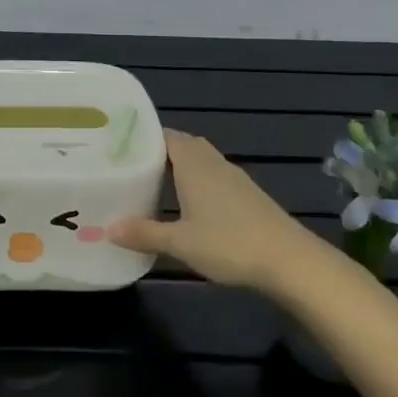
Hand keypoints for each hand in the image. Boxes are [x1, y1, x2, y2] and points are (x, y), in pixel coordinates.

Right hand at [111, 130, 325, 292]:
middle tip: (132, 164)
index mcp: (194, 165)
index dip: (144, 137)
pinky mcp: (248, 195)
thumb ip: (144, 233)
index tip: (119, 144)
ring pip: (201, 160)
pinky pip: (214, 176)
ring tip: (154, 182)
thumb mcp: (180, 243)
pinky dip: (197, 181)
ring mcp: (234, 178)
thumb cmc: (229, 244)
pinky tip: (188, 204)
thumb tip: (107, 229)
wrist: (290, 261)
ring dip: (180, 166)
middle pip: (184, 145)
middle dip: (159, 151)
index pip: (166, 136)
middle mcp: (213, 163)